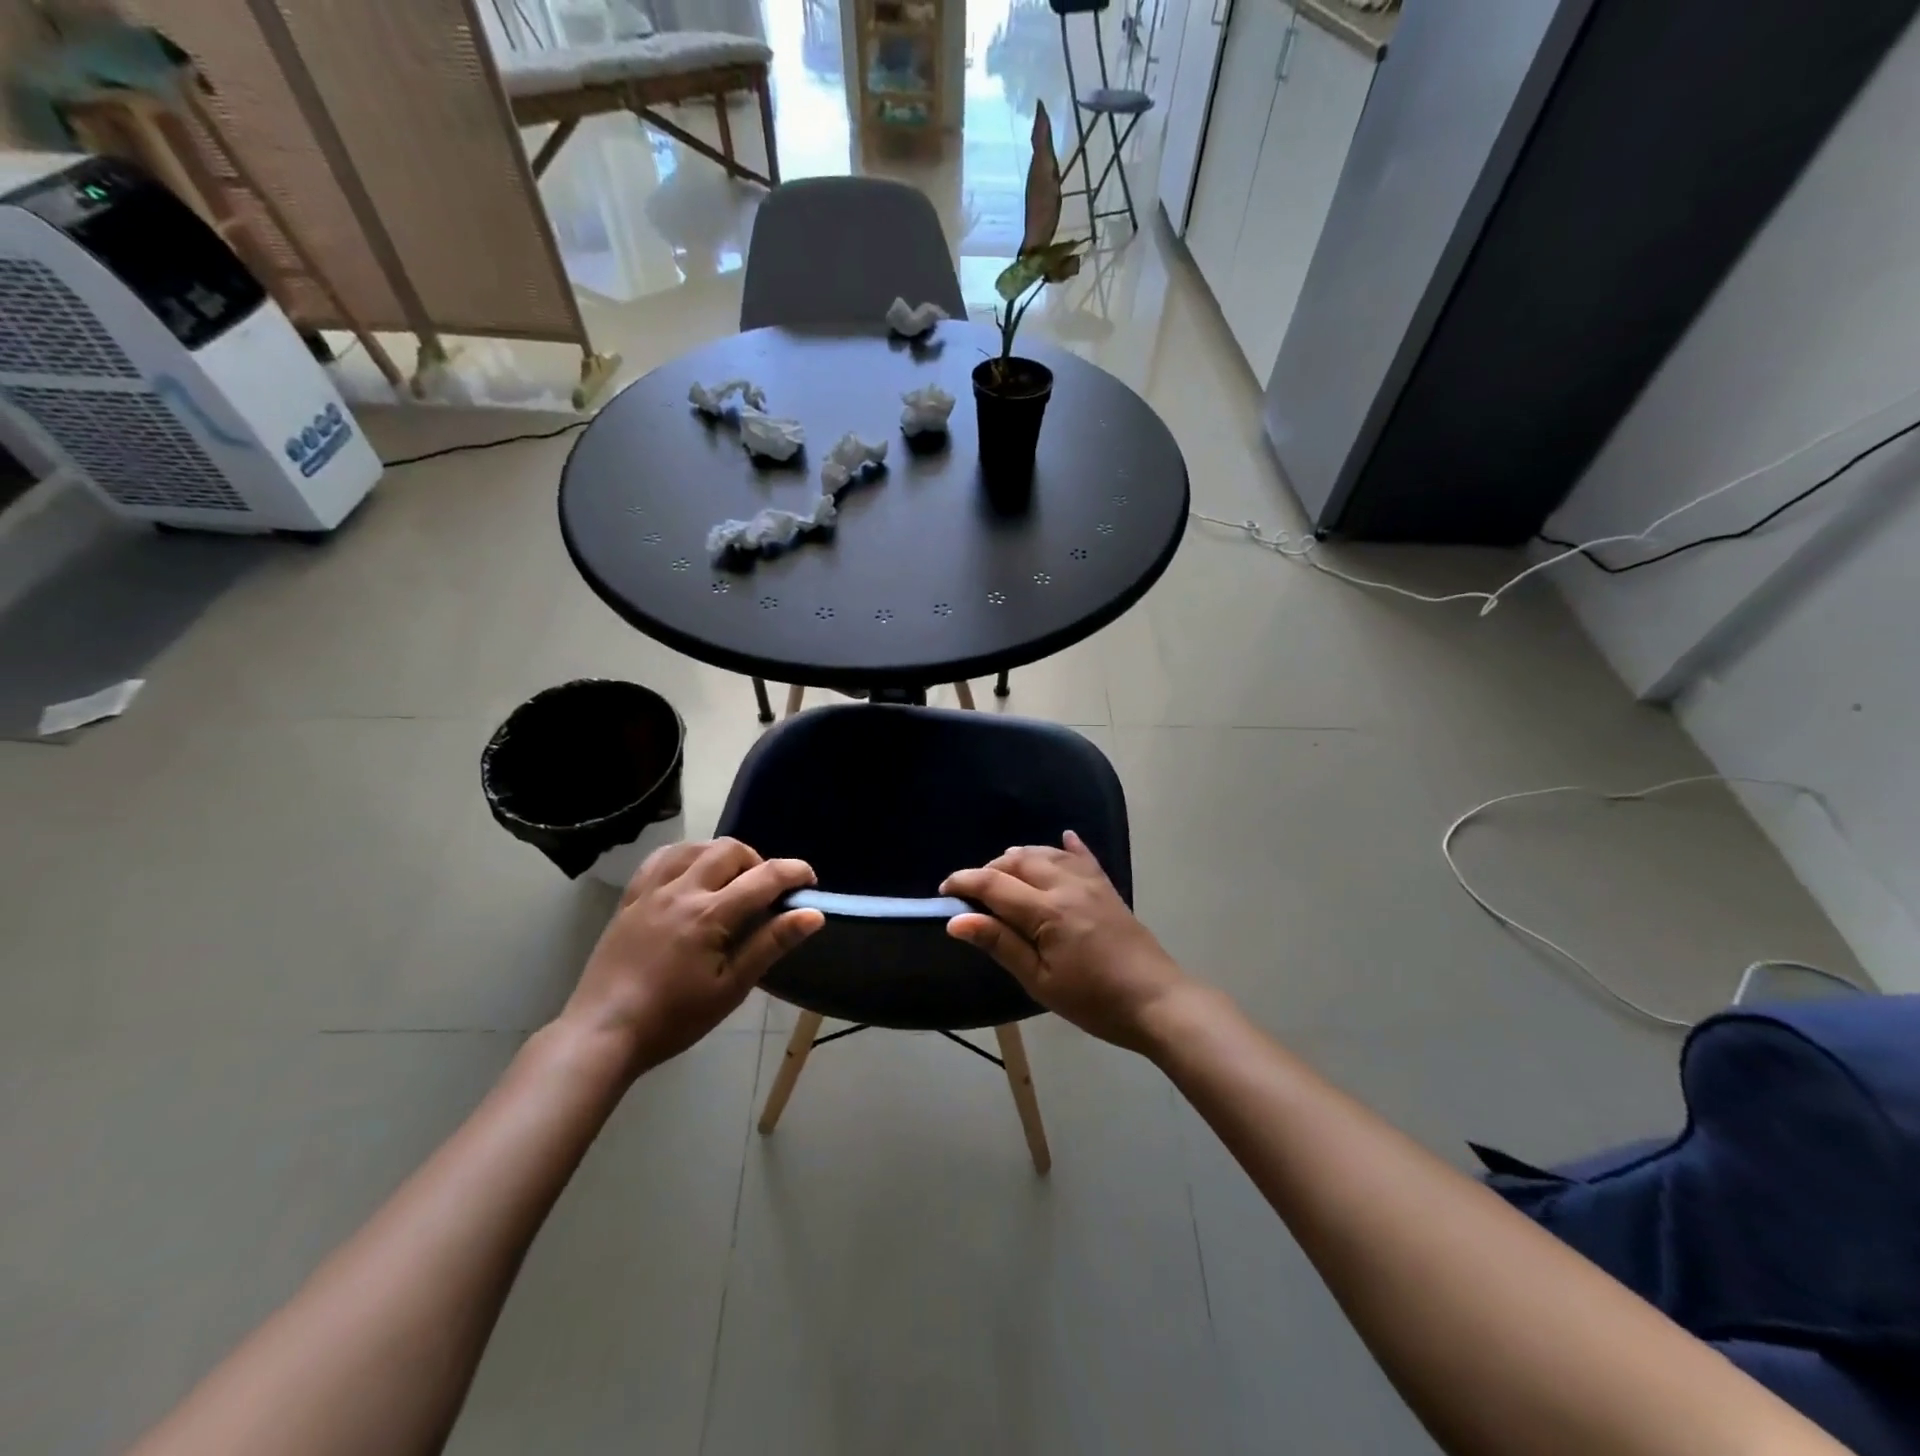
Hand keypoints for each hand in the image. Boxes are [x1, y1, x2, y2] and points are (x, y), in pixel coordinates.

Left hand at [561, 838, 822, 1076]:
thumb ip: (771, 944)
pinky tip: (691, 874)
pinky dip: (685, 856)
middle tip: (765, 892)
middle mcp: (681, 891)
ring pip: (694, 847)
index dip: (794, 873)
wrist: (603, 1033)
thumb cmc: (674, 1018)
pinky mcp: (630, 899)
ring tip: (730, 881)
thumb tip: (813, 914)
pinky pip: (659, 859)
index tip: (809, 882)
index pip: (764, 877)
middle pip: (730, 850)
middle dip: (758, 862)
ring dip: (721, 855)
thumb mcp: (731, 987)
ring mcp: (651, 891)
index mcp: (710, 914)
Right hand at [941, 832, 1186, 1054]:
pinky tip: (1063, 837)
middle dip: (990, 869)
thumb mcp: (1040, 980)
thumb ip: (1000, 944)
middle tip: (974, 893)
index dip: (964, 882)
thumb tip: (957, 920)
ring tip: (1004, 874)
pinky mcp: (1107, 888)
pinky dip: (1068, 847)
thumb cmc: (1093, 1000)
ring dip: (1020, 857)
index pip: (994, 883)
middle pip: (1018, 860)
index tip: (944, 891)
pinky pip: (1083, 857)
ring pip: (1046, 853)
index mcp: (1046, 911)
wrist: (1157, 1001)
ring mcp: (1090, 883)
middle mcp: (1066, 885)